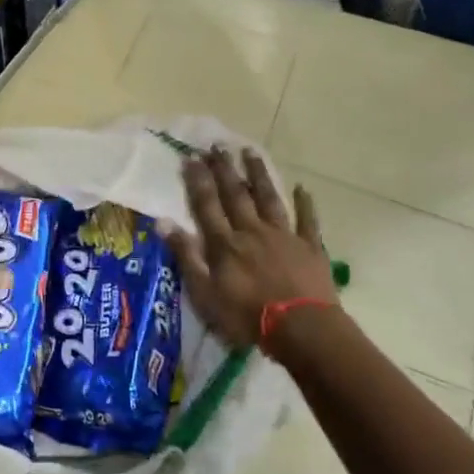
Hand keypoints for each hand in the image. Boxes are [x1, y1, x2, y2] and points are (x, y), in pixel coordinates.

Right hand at [163, 147, 336, 351]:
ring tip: (250, 151)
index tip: (190, 156)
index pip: (207, 205)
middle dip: (224, 169)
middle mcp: (252, 231)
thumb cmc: (247, 316)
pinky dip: (305, 203)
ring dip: (258, 174)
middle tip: (217, 145)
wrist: (302, 329)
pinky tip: (302, 188)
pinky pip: (307, 220)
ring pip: (269, 198)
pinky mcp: (310, 248)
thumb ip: (186, 256)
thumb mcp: (205, 293)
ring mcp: (284, 236)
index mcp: (225, 243)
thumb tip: (163, 222)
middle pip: (236, 195)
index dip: (198, 180)